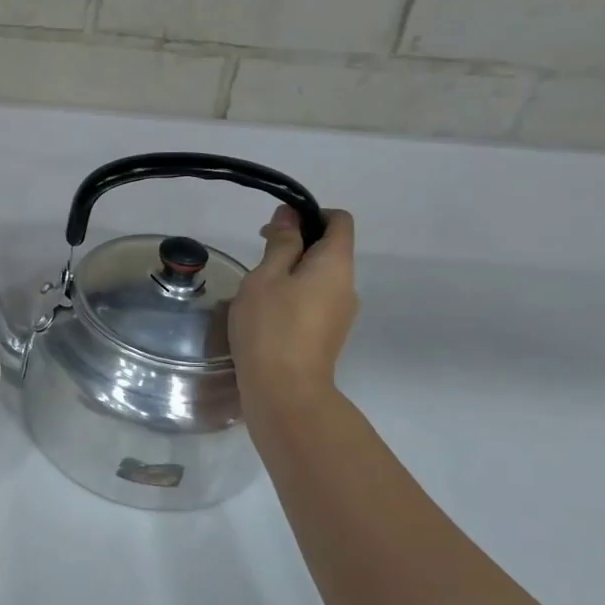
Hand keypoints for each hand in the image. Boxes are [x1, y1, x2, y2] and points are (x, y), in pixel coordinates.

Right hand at [229, 206, 358, 405]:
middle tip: (258, 256)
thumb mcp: (266, 277)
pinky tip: (266, 313)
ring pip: (320, 277)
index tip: (277, 227)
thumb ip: (281, 243)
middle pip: (330, 249)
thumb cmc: (271, 326)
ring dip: (292, 272)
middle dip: (296, 244)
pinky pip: (316, 300)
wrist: (285, 391)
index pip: (339, 220)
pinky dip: (295, 295)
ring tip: (257, 289)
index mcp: (336, 264)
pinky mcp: (329, 334)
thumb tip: (291, 216)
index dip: (310, 213)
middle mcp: (348, 285)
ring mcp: (342, 313)